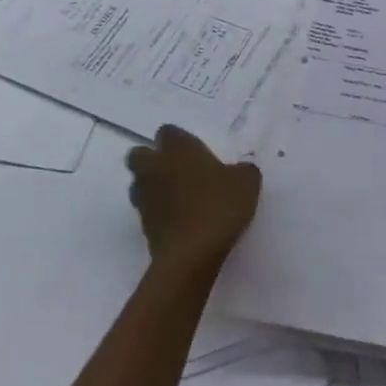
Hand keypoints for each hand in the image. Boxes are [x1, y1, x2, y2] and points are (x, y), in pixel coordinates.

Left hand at [126, 125, 260, 272]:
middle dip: (152, 159)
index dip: (179, 140)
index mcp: (178, 149)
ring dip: (152, 186)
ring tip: (178, 198)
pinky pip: (147, 210)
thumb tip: (240, 171)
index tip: (196, 152)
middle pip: (139, 154)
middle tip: (177, 171)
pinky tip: (180, 221)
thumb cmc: (219, 206)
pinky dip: (158, 212)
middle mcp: (155, 167)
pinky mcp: (142, 225)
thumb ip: (242, 170)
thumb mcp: (246, 182)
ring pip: (139, 183)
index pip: (167, 132)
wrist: (192, 253)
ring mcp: (144, 197)